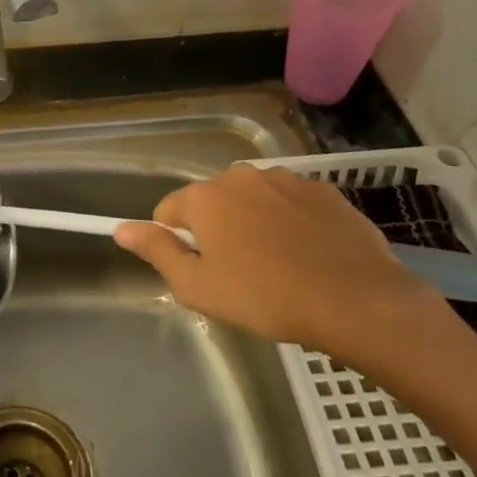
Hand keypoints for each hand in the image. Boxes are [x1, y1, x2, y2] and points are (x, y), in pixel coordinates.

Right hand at [113, 165, 455, 377]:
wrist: (355, 300)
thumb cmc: (265, 297)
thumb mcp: (198, 286)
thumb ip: (157, 251)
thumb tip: (121, 228)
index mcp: (206, 197)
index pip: (169, 210)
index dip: (176, 241)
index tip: (199, 270)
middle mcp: (241, 176)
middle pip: (213, 201)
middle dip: (217, 230)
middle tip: (238, 274)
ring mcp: (286, 180)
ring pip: (253, 200)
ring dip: (254, 224)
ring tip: (277, 266)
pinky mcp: (323, 190)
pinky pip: (292, 204)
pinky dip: (291, 223)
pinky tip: (308, 255)